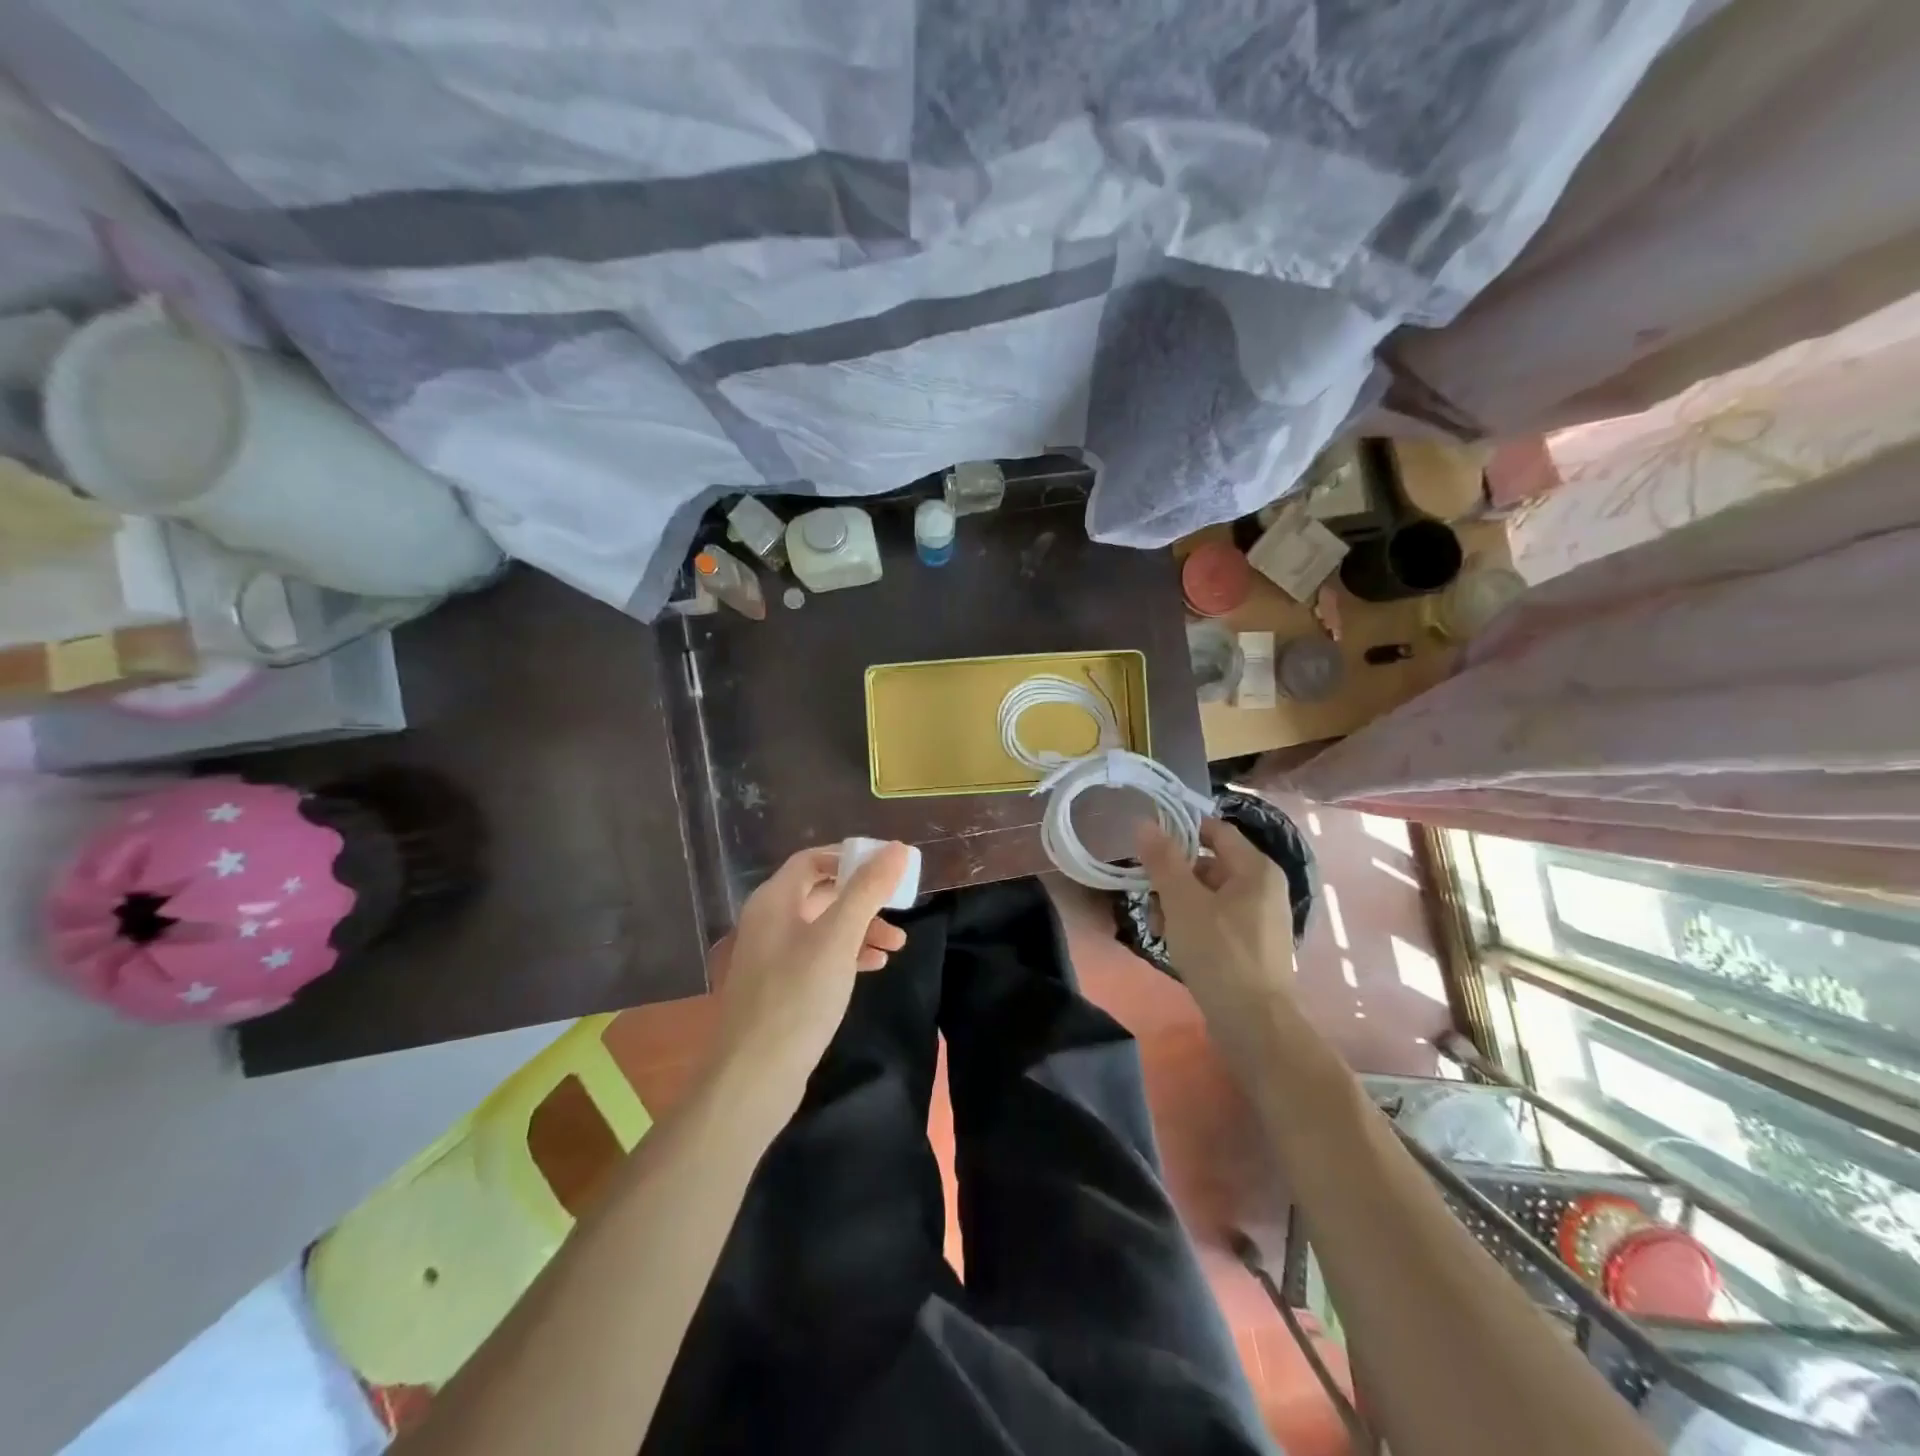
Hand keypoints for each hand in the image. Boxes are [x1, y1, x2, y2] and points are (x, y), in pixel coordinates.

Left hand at [708, 842, 910, 1114]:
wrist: (753, 1078)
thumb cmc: (797, 997)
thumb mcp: (838, 938)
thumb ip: (868, 890)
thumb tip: (897, 848)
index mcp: (773, 901)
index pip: (813, 860)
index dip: (850, 858)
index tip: (888, 867)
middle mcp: (768, 921)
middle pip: (821, 893)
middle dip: (864, 899)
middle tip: (901, 908)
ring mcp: (772, 957)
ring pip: (824, 927)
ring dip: (861, 929)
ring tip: (897, 946)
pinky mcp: (780, 988)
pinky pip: (818, 956)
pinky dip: (847, 955)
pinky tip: (873, 967)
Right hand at [1136, 817, 1298, 1078]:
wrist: (1254, 1024)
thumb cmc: (1219, 953)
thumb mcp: (1183, 901)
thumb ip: (1164, 859)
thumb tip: (1146, 823)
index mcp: (1256, 869)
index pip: (1215, 830)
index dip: (1181, 830)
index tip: (1147, 844)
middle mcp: (1264, 888)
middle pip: (1209, 864)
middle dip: (1173, 876)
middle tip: (1147, 895)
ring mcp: (1260, 919)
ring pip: (1208, 895)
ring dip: (1177, 903)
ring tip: (1157, 927)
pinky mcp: (1251, 946)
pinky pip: (1216, 920)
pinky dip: (1192, 924)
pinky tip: (1172, 943)